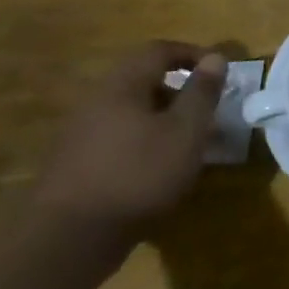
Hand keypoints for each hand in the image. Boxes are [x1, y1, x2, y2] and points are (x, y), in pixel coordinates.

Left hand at [33, 42, 226, 239]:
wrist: (69, 238)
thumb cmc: (139, 173)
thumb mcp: (186, 131)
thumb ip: (202, 92)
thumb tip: (215, 58)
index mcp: (121, 87)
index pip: (157, 51)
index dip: (192, 53)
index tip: (219, 70)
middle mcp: (95, 103)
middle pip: (142, 80)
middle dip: (179, 89)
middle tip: (207, 109)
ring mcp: (79, 135)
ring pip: (130, 110)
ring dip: (163, 117)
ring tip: (188, 141)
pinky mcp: (74, 164)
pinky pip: (118, 136)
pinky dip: (145, 139)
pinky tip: (159, 166)